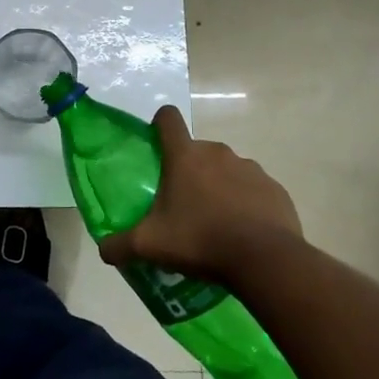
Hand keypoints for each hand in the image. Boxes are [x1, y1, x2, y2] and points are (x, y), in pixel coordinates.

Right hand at [98, 105, 302, 284]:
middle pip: (197, 151)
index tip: (156, 145)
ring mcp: (250, 168)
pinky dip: (247, 204)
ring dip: (219, 187)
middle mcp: (218, 152)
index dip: (159, 125)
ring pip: (227, 170)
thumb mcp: (150, 246)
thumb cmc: (200, 240)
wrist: (265, 260)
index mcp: (185, 156)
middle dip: (189, 171)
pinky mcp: (275, 189)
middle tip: (182, 205)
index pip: (168, 118)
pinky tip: (244, 233)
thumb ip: (120, 245)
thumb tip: (103, 250)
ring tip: (215, 223)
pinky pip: (254, 190)